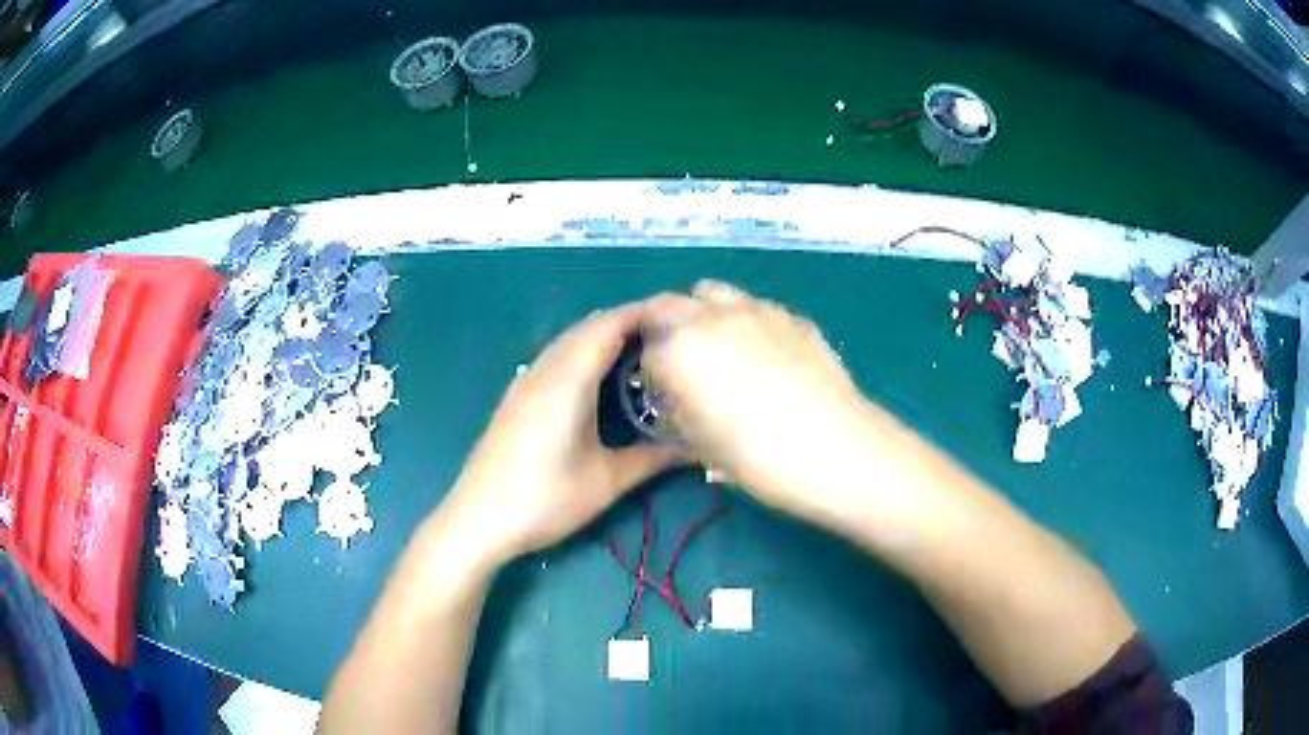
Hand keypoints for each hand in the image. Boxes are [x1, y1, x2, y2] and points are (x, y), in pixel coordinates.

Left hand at [443, 300, 682, 564]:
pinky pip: (556, 356)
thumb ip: (653, 459)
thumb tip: (696, 446)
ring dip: (604, 336)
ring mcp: (526, 381)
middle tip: (669, 338)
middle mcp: (545, 369)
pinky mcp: (517, 396)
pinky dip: (584, 352)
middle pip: (589, 326)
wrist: (478, 519)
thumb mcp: (606, 482)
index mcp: (568, 380)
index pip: (610, 325)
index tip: (680, 318)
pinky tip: (600, 379)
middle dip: (629, 322)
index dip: (645, 313)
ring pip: (569, 340)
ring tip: (643, 354)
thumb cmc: (545, 500)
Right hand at [642, 281, 875, 524]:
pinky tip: (766, 356)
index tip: (662, 393)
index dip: (649, 370)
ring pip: (714, 293)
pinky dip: (747, 321)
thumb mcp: (700, 443)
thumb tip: (679, 397)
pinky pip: (756, 308)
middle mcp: (712, 317)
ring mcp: (757, 310)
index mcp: (678, 348)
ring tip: (720, 349)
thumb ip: (678, 409)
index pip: (645, 347)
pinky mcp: (793, 317)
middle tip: (681, 363)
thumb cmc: (757, 456)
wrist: (835, 448)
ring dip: (704, 313)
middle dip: (665, 329)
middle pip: (670, 305)